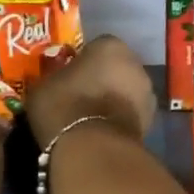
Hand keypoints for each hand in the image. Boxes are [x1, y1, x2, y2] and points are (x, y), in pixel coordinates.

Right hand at [24, 35, 155, 149]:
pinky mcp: (150, 122)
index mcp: (110, 46)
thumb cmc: (65, 106)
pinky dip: (118, 120)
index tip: (68, 77)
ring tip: (90, 118)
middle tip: (80, 97)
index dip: (81, 62)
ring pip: (125, 92)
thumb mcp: (43, 86)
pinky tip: (100, 132)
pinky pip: (129, 114)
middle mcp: (135, 64)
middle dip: (102, 80)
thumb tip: (55, 81)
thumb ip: (54, 77)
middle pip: (115, 68)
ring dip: (113, 101)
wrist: (92, 148)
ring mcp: (147, 94)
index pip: (95, 47)